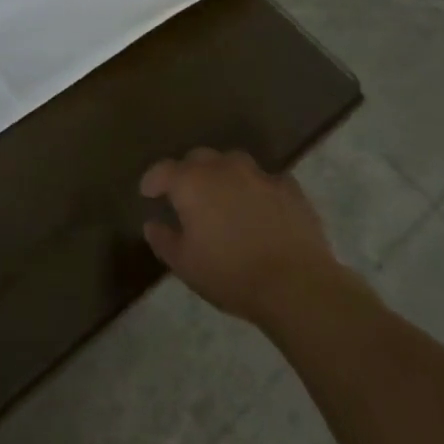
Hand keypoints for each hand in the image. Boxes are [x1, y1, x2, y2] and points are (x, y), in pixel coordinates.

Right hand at [139, 148, 345, 328]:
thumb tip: (152, 224)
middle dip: (188, 172)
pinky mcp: (289, 188)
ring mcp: (259, 175)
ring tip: (224, 195)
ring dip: (223, 174)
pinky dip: (258, 189)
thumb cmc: (231, 274)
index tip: (148, 193)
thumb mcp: (185, 265)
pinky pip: (267, 180)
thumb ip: (164, 240)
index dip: (152, 180)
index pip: (163, 170)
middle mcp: (223, 168)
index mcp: (192, 182)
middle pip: (198, 158)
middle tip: (186, 195)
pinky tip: (261, 206)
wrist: (296, 285)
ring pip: (233, 162)